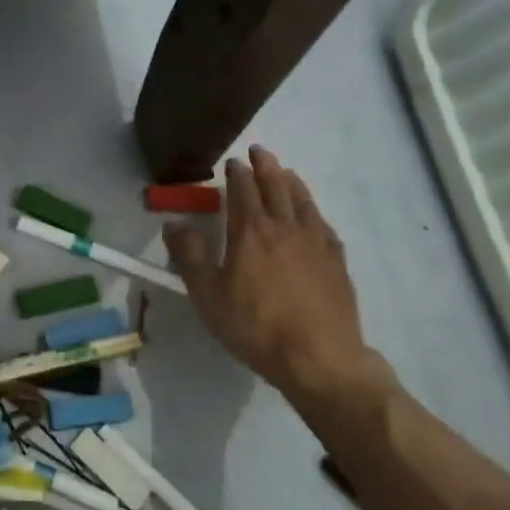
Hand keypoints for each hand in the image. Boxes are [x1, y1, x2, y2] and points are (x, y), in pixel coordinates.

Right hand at [164, 145, 395, 416]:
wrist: (319, 358)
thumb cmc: (255, 326)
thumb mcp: (208, 295)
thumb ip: (190, 255)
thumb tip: (173, 223)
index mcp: (251, 232)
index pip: (243, 191)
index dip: (237, 173)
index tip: (232, 161)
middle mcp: (285, 228)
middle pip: (276, 187)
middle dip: (266, 166)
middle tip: (259, 151)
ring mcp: (316, 243)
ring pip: (303, 201)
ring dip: (292, 181)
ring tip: (286, 172)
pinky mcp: (336, 262)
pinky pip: (324, 225)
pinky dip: (314, 211)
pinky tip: (313, 215)